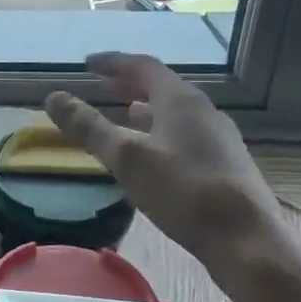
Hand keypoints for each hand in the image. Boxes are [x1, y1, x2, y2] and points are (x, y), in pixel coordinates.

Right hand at [44, 53, 284, 278]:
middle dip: (130, 83)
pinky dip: (162, 129)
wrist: (246, 239)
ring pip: (176, 111)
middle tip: (103, 84)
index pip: (143, 66)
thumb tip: (53, 97)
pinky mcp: (225, 162)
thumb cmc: (183, 191)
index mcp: (180, 100)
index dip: (113, 62)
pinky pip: (186, 132)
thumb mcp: (126, 158)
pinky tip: (155, 151)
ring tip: (125, 113)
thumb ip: (89, 127)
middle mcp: (204, 110)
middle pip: (162, 86)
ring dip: (147, 107)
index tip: (88, 64)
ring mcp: (219, 136)